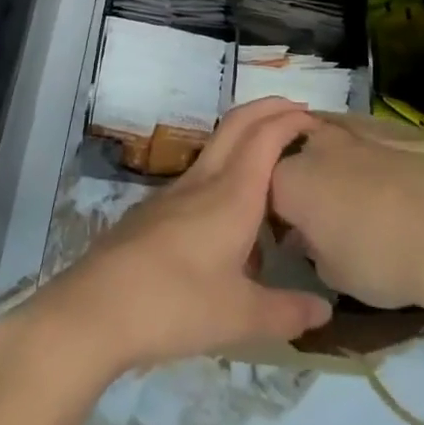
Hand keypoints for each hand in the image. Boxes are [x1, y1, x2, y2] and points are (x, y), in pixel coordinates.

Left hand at [13, 98, 332, 376]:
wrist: (99, 305)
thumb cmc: (177, 303)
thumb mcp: (240, 317)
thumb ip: (286, 312)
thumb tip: (324, 312)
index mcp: (233, 193)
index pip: (267, 136)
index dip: (292, 120)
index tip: (317, 120)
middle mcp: (207, 179)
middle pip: (239, 122)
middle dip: (270, 108)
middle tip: (298, 113)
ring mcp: (178, 190)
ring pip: (219, 143)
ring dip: (247, 134)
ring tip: (273, 157)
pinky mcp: (158, 207)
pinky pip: (203, 171)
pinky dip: (227, 165)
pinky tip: (233, 208)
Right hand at [270, 120, 423, 312]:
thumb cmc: (380, 258)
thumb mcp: (334, 275)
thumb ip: (312, 252)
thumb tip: (312, 239)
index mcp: (288, 179)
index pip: (261, 193)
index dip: (272, 218)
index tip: (286, 242)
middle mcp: (314, 146)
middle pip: (295, 161)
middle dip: (302, 187)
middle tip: (318, 224)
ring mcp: (354, 135)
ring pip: (331, 152)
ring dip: (336, 177)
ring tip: (357, 213)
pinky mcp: (390, 136)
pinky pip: (366, 154)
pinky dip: (370, 174)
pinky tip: (390, 203)